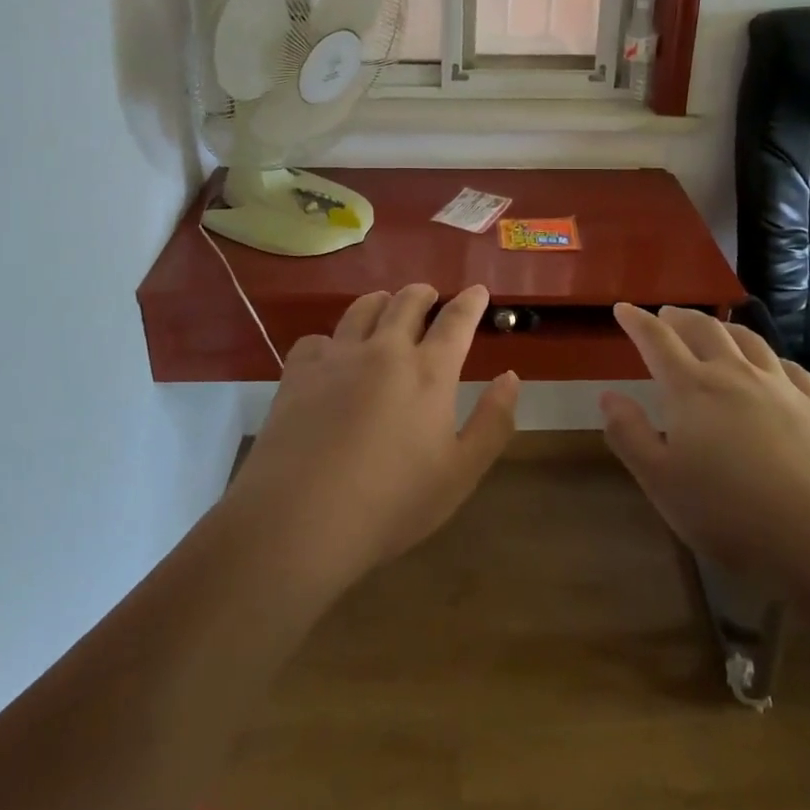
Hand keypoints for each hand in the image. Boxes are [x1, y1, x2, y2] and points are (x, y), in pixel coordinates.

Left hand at [230, 284, 519, 588]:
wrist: (300, 519)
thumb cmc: (391, 503)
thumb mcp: (460, 474)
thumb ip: (492, 422)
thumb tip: (510, 377)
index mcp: (429, 372)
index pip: (456, 320)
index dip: (470, 301)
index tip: (477, 290)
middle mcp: (385, 350)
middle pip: (407, 302)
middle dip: (423, 293)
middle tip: (430, 296)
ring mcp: (338, 356)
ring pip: (363, 308)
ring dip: (381, 301)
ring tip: (385, 307)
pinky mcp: (299, 372)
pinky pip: (318, 338)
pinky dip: (331, 339)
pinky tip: (330, 355)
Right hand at [601, 304, 809, 613]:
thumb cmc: (733, 515)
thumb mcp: (662, 484)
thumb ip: (630, 436)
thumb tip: (608, 396)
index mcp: (692, 389)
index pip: (657, 340)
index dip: (637, 321)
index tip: (623, 308)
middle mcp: (734, 374)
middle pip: (703, 329)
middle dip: (680, 317)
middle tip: (666, 315)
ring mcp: (780, 387)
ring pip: (748, 340)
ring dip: (724, 328)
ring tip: (714, 329)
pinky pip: (789, 367)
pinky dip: (770, 357)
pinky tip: (772, 366)